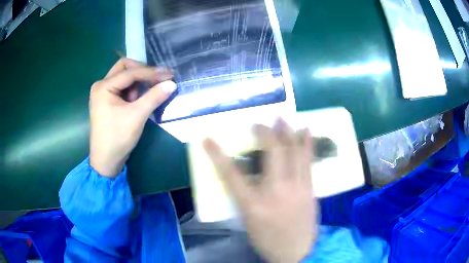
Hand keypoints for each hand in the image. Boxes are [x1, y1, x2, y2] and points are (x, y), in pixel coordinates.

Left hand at [89, 58, 175, 176]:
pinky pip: (122, 87)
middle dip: (142, 72)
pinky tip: (138, 100)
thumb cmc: (117, 138)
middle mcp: (101, 85)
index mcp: (103, 87)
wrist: (106, 161)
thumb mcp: (137, 116)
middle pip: (124, 68)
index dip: (151, 73)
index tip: (169, 75)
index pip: (130, 72)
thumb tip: (172, 83)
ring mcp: (103, 93)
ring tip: (145, 96)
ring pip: (124, 77)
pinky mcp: (106, 101)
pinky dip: (133, 90)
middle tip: (157, 79)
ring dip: (137, 82)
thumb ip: (154, 97)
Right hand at [203, 119, 317, 262]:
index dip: (218, 155)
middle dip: (265, 133)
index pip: (231, 175)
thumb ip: (245, 197)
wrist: (297, 253)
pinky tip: (307, 131)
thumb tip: (245, 175)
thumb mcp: (248, 221)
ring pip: (294, 153)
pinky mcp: (310, 190)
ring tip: (283, 118)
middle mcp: (276, 192)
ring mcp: (297, 189)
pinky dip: (307, 144)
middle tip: (260, 122)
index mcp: (253, 206)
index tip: (208, 139)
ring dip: (288, 133)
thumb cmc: (268, 240)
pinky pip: (309, 162)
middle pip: (271, 154)